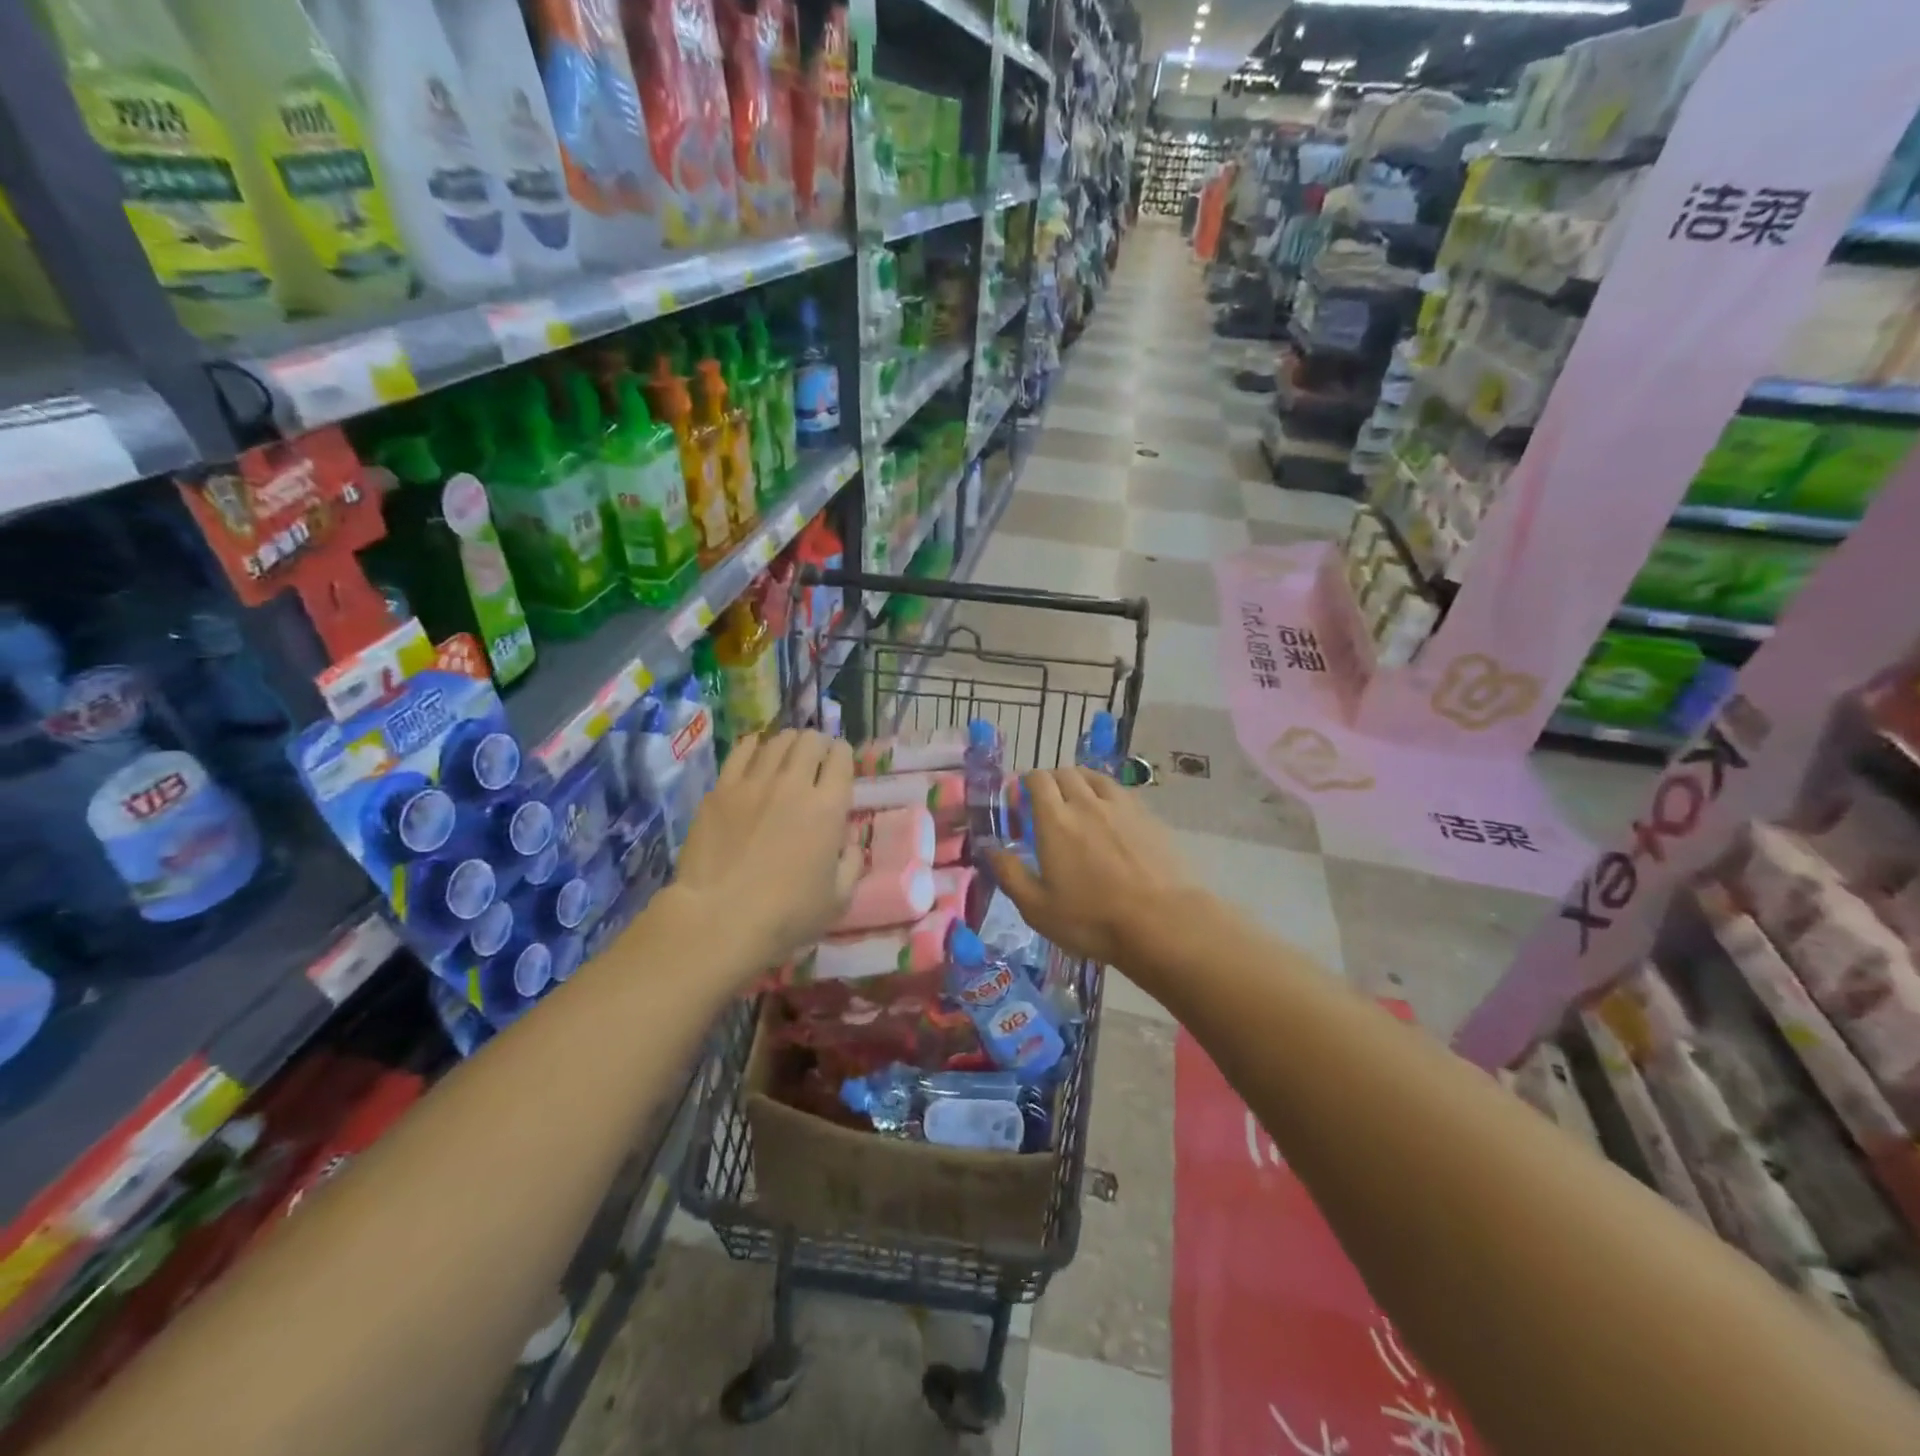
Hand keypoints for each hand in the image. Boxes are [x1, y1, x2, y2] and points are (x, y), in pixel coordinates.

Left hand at [671, 730, 860, 974]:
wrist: (719, 919)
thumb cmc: (786, 915)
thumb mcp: (838, 900)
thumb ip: (852, 865)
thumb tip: (850, 844)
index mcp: (829, 808)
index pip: (841, 759)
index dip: (843, 755)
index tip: (840, 763)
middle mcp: (794, 784)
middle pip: (810, 741)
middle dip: (817, 744)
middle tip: (815, 758)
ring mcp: (753, 783)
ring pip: (776, 742)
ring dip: (788, 743)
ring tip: (787, 753)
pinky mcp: (720, 790)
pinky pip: (741, 752)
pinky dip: (754, 746)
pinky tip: (755, 750)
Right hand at [983, 768, 1202, 970]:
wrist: (1162, 923)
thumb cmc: (1092, 919)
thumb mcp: (1037, 908)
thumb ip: (1010, 874)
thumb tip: (990, 849)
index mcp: (1055, 821)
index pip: (1037, 780)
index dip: (1025, 783)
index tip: (1020, 799)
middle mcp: (1087, 803)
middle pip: (1065, 773)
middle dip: (1051, 781)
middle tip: (1046, 803)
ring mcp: (1121, 807)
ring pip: (1094, 777)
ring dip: (1079, 782)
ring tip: (1077, 801)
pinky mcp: (1148, 817)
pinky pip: (1120, 792)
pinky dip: (1106, 794)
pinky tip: (1109, 815)